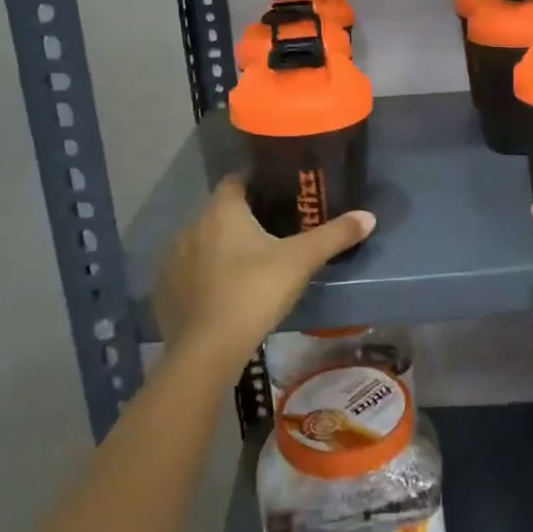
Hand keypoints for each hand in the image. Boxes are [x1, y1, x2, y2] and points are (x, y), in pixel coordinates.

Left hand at [154, 177, 374, 365]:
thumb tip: (369, 216)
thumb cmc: (255, 292)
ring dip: (218, 248)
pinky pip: (186, 272)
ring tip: (246, 266)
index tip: (276, 196)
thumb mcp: (301, 261)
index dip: (255, 184)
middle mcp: (191, 226)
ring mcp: (172, 259)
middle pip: (219, 212)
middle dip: (240, 219)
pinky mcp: (163, 290)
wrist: (207, 350)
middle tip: (270, 234)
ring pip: (201, 242)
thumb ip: (334, 236)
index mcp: (222, 211)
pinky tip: (221, 294)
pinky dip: (202, 276)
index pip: (235, 181)